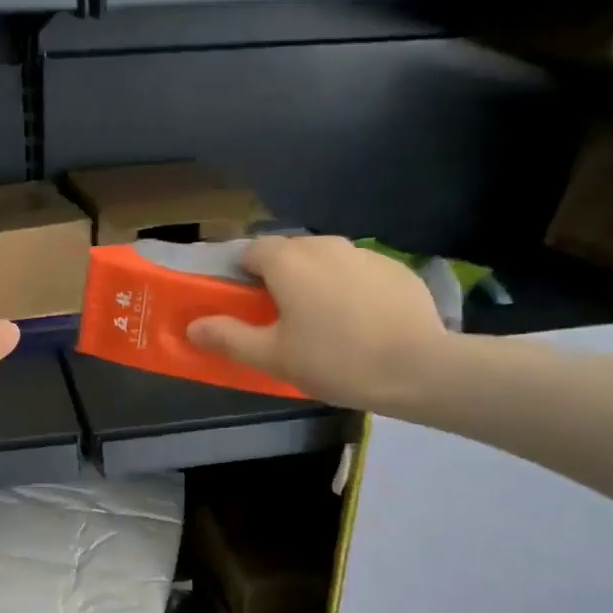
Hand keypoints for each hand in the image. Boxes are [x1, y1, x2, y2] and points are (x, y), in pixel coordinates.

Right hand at [186, 236, 451, 413]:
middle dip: (280, 278)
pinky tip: (362, 323)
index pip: (251, 251)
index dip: (242, 275)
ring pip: (326, 261)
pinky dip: (352, 289)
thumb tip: (193, 326)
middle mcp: (324, 245)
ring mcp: (365, 253)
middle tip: (283, 319)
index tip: (247, 305)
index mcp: (288, 261)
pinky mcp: (397, 269)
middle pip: (289, 253)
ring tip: (325, 322)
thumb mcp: (272, 356)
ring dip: (317, 281)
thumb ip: (228, 336)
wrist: (419, 367)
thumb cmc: (334, 359)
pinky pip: (359, 272)